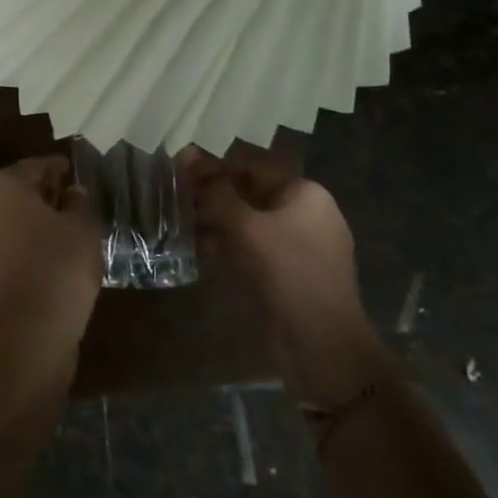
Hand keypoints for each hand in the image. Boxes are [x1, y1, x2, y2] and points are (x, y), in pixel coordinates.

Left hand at [0, 157, 101, 365]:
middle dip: (43, 191)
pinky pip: (0, 238)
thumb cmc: (58, 267)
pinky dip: (20, 237)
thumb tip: (71, 192)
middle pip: (16, 188)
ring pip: (6, 213)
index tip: (75, 172)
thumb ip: (78, 201)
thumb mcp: (82, 227)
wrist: (28, 332)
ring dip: (30, 215)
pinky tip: (45, 247)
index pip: (36, 166)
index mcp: (2, 184)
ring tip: (62, 223)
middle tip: (71, 196)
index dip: (59, 168)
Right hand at [185, 148, 383, 402]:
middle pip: (250, 194)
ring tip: (182, 226)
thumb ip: (214, 190)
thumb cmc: (285, 273)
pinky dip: (229, 246)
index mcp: (305, 193)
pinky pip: (255, 248)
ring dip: (216, 223)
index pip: (249, 168)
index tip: (177, 173)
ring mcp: (301, 246)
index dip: (212, 169)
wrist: (322, 345)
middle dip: (213, 197)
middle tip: (175, 201)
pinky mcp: (291, 273)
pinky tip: (202, 252)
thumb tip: (187, 153)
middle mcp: (307, 213)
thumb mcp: (244, 226)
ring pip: (249, 223)